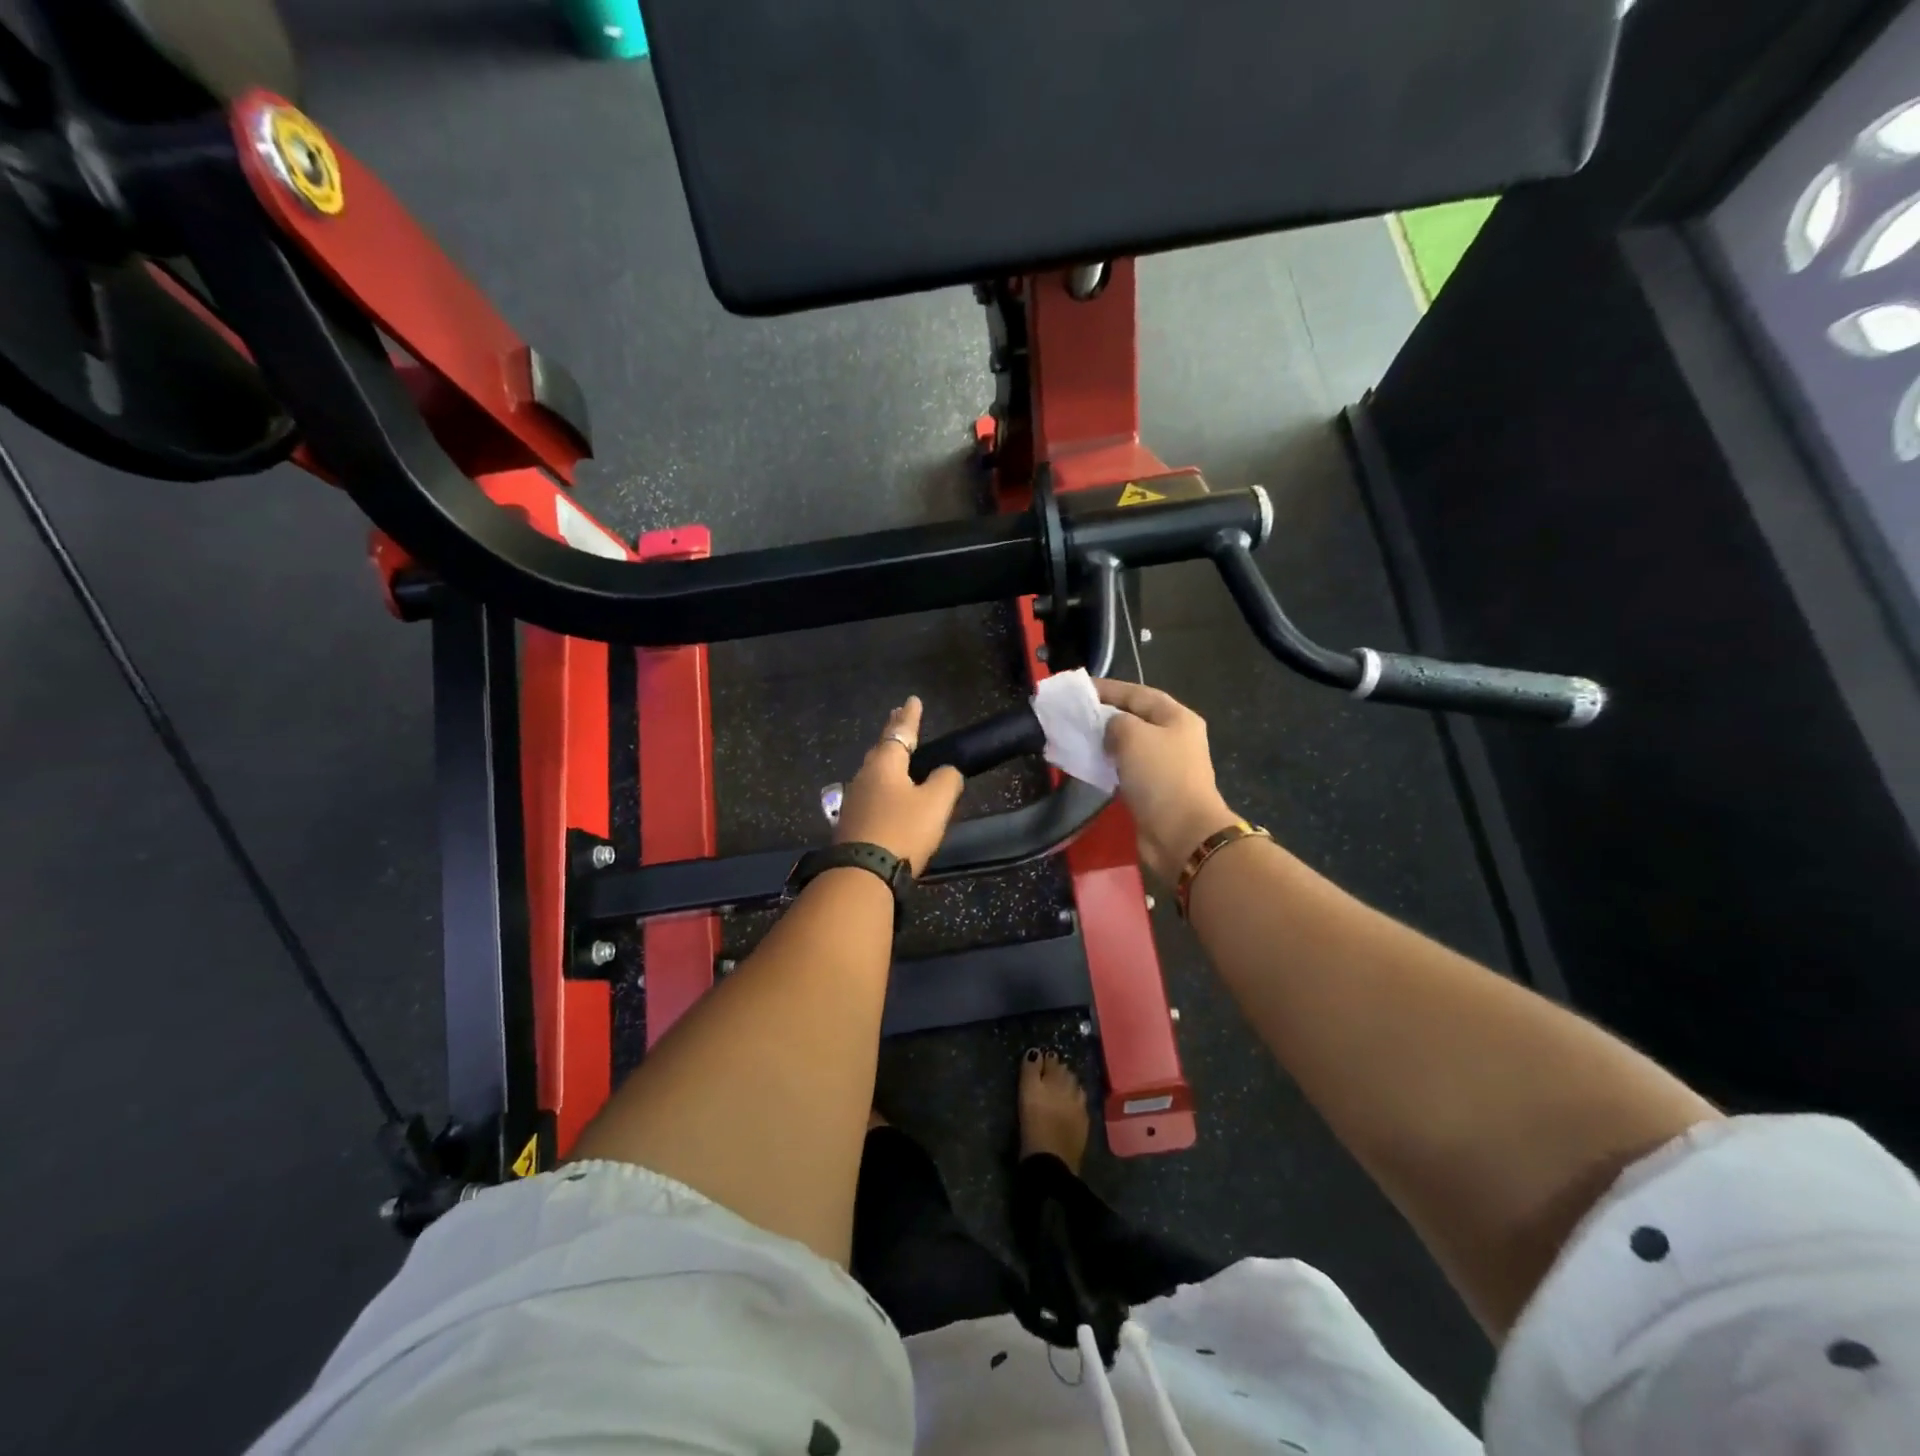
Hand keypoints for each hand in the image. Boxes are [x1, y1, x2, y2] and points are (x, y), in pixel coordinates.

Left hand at [834, 697, 964, 874]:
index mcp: (885, 764)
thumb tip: (947, 771)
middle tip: (898, 716)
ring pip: (873, 770)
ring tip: (894, 752)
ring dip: (885, 757)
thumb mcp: (936, 803)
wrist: (862, 873)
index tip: (913, 699)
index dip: (910, 717)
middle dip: (893, 732)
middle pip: (882, 748)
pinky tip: (884, 792)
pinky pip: (871, 792)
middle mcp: (865, 775)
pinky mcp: (851, 822)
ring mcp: (854, 799)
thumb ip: (947, 780)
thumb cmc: (902, 830)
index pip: (901, 732)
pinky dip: (882, 783)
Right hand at [1096, 679, 1240, 882]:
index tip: (1078, 689)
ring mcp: (1165, 766)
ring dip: (1104, 742)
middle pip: (1134, 718)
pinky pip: (1126, 770)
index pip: (1137, 693)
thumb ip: (1115, 722)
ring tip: (1076, 739)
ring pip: (1129, 746)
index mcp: (1176, 717)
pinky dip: (1107, 765)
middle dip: (1104, 715)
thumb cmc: (1160, 776)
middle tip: (1073, 715)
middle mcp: (1174, 738)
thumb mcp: (1133, 735)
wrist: (1181, 833)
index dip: (1108, 688)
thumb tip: (1110, 729)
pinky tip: (1088, 765)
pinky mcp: (1154, 790)